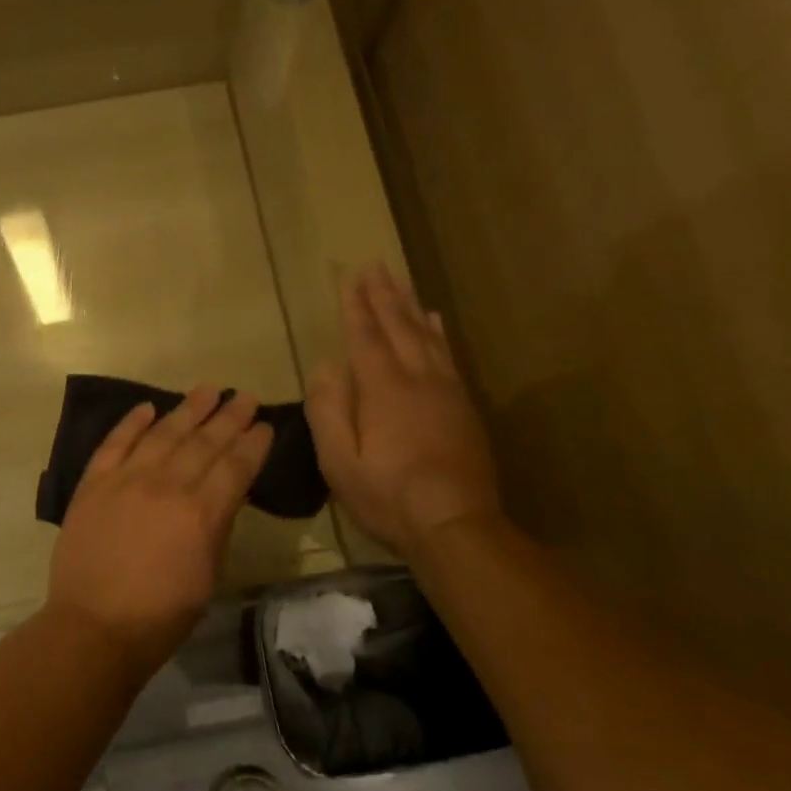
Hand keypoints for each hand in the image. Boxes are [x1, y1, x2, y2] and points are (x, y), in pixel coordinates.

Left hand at [46, 386, 273, 677]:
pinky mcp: (94, 483)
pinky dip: (132, 423)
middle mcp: (166, 486)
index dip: (253, 443)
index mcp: (200, 514)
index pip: (235, 467)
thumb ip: (217, 528)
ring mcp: (126, 479)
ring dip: (188, 408)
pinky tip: (148, 407)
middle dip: (229, 417)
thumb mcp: (207, 577)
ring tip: (208, 389)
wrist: (94, 627)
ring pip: (163, 433)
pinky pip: (115, 443)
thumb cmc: (160, 616)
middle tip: (245, 396)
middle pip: (204, 442)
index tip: (265, 424)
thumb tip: (224, 495)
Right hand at [305, 265, 499, 552]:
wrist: (455, 524)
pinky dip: (439, 332)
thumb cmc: (387, 495)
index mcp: (383, 390)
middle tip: (376, 266)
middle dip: (385, 295)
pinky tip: (435, 321)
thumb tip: (326, 367)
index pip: (366, 337)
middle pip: (400, 327)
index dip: (357, 306)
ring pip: (427, 336)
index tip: (351, 278)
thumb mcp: (339, 461)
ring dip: (411, 306)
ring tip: (401, 282)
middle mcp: (418, 379)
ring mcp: (446, 391)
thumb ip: (328, 410)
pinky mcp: (464, 406)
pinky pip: (449, 355)